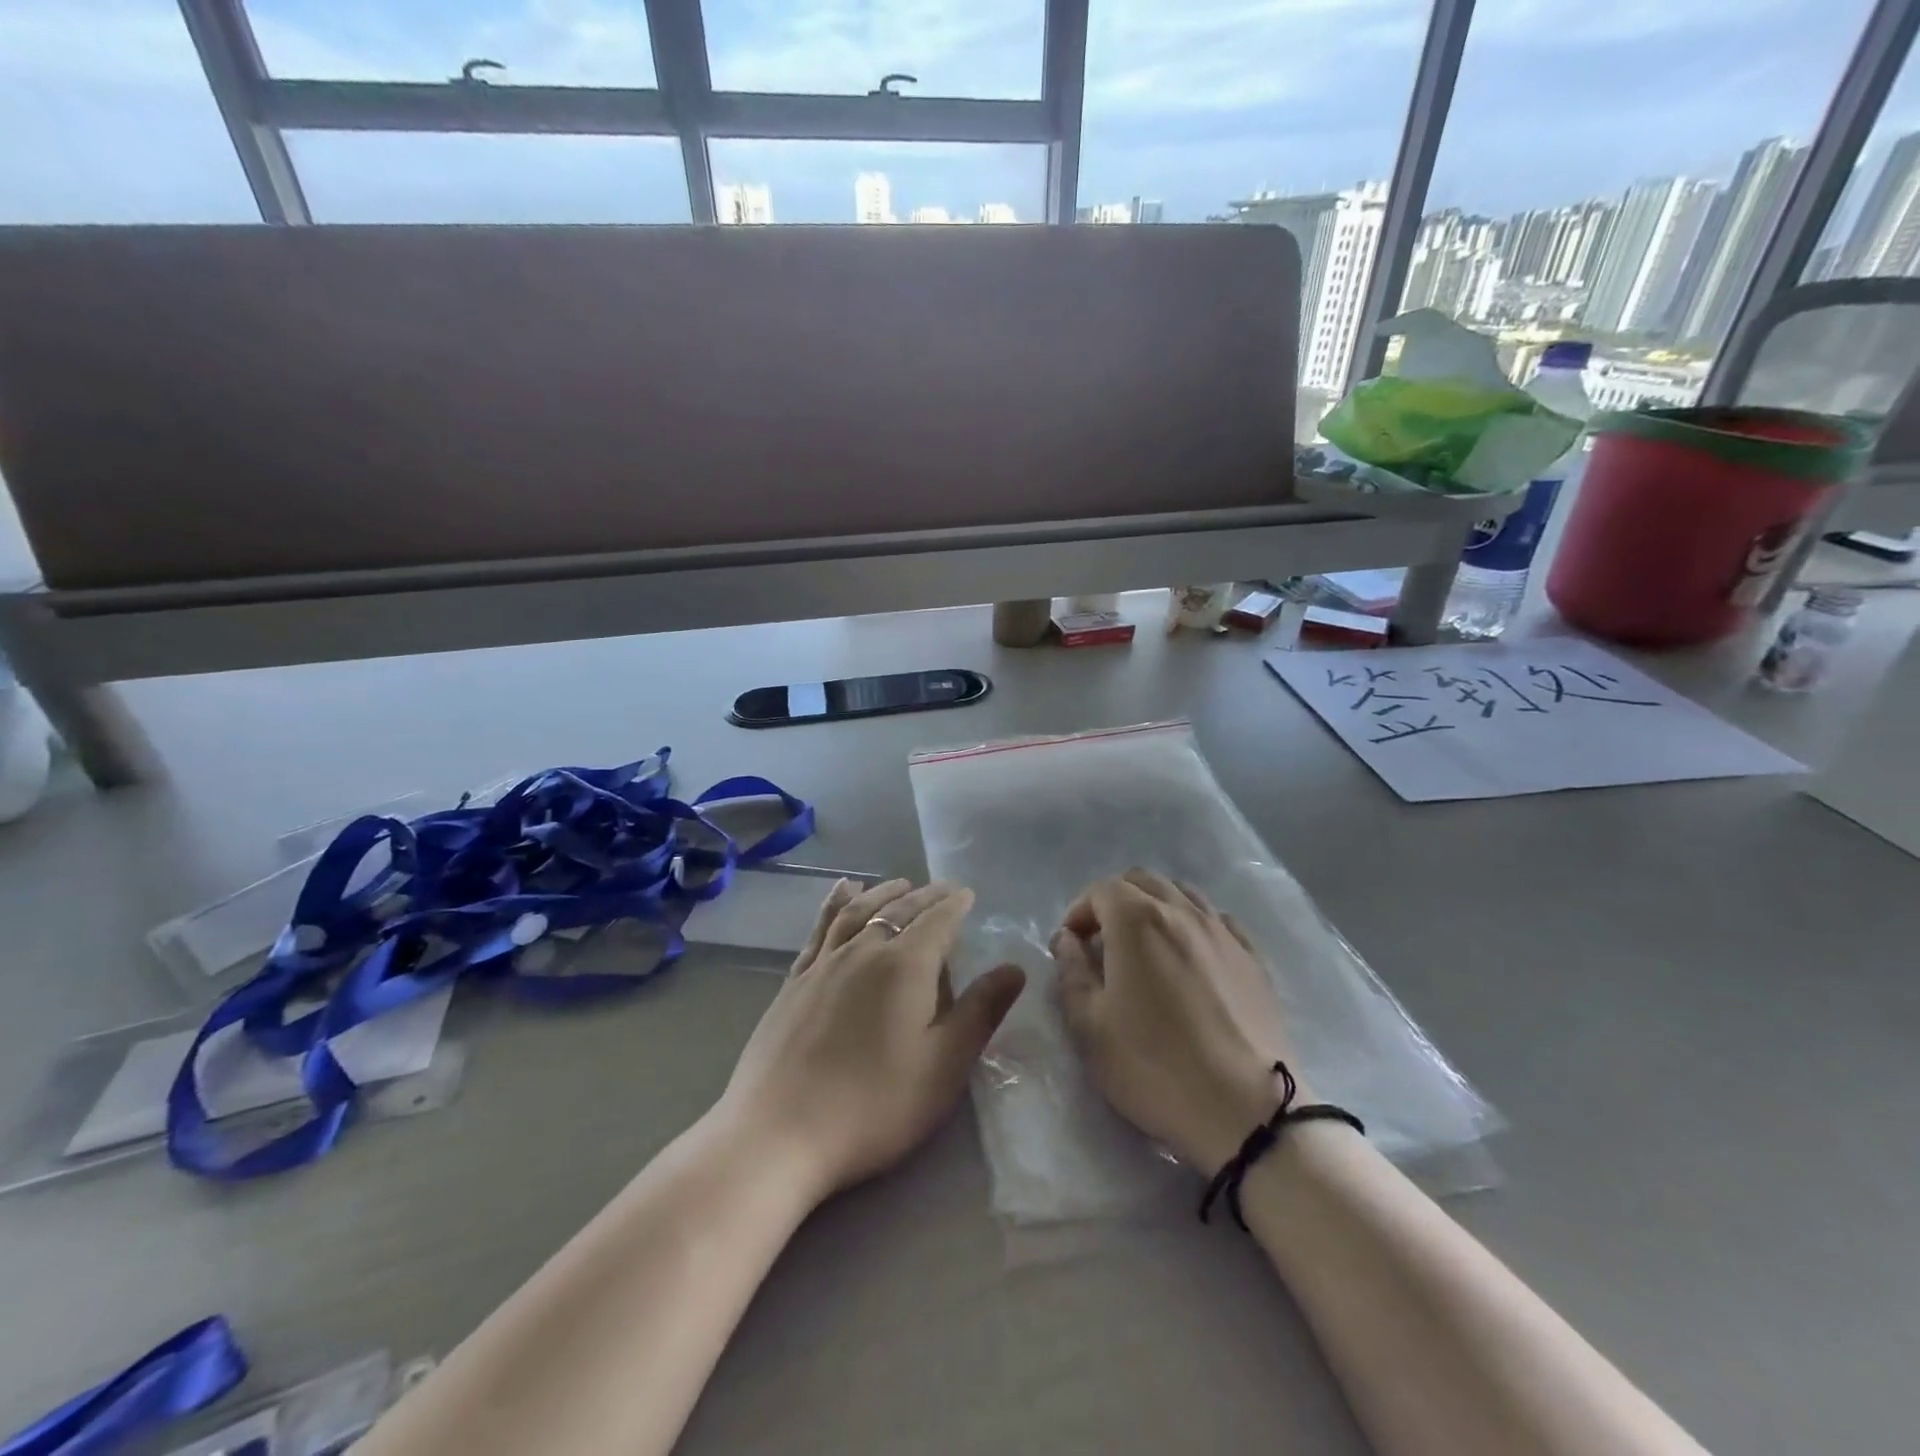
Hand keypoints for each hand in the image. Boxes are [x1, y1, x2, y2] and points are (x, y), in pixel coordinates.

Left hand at [719, 878, 1025, 1202]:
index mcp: (905, 966)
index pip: (937, 921)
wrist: (778, 1133)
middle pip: (899, 910)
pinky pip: (820, 928)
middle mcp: (864, 951)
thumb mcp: (943, 1066)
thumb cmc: (874, 1105)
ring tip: (899, 883)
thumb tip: (1014, 968)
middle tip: (943, 888)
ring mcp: (824, 964)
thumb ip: (980, 1012)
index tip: (967, 894)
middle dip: (925, 896)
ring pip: (859, 911)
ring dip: (883, 893)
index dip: (955, 905)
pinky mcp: (794, 982)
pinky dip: (834, 904)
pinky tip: (840, 894)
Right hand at [1053, 869, 1297, 1173]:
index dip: (1079, 912)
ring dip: (1155, 907)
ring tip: (1146, 948)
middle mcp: (1181, 911)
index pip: (1100, 890)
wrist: (1248, 1111)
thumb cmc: (1156, 1067)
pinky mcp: (1253, 958)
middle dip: (1114, 902)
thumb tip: (1067, 939)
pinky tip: (1191, 958)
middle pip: (1142, 881)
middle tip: (1103, 943)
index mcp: (1136, 920)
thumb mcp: (1090, 1026)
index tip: (1072, 946)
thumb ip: (1072, 972)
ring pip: (1182, 894)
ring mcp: (1222, 932)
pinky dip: (1194, 925)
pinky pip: (1217, 920)